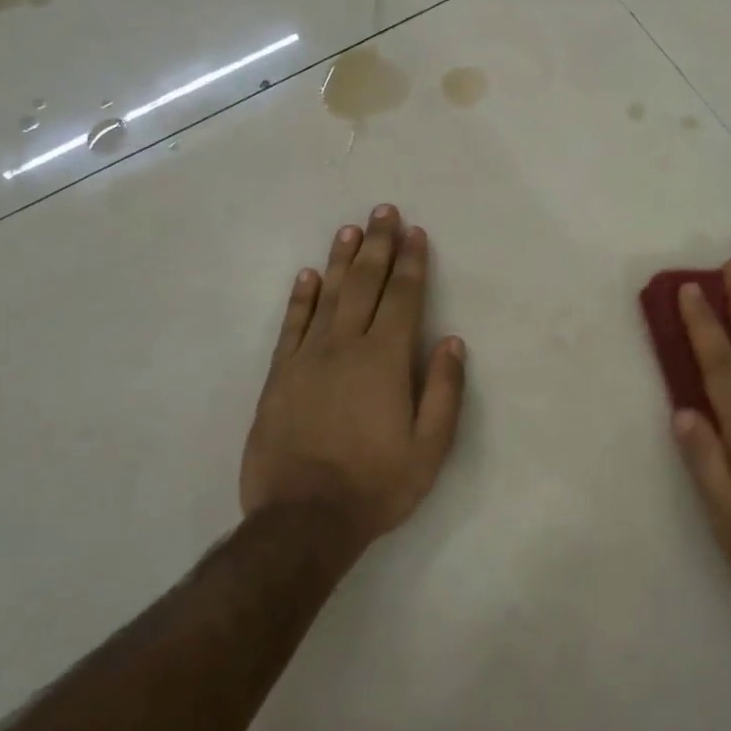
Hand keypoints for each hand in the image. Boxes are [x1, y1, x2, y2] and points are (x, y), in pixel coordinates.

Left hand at [240, 205, 465, 552]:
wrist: (302, 519)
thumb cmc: (375, 484)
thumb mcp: (429, 447)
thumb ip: (443, 390)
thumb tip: (451, 341)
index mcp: (385, 360)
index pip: (402, 298)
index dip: (411, 263)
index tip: (415, 233)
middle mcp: (345, 347)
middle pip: (364, 285)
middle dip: (377, 246)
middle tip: (383, 211)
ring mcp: (307, 359)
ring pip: (327, 296)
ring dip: (340, 260)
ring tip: (349, 229)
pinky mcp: (279, 377)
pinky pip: (291, 326)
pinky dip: (300, 298)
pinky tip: (308, 276)